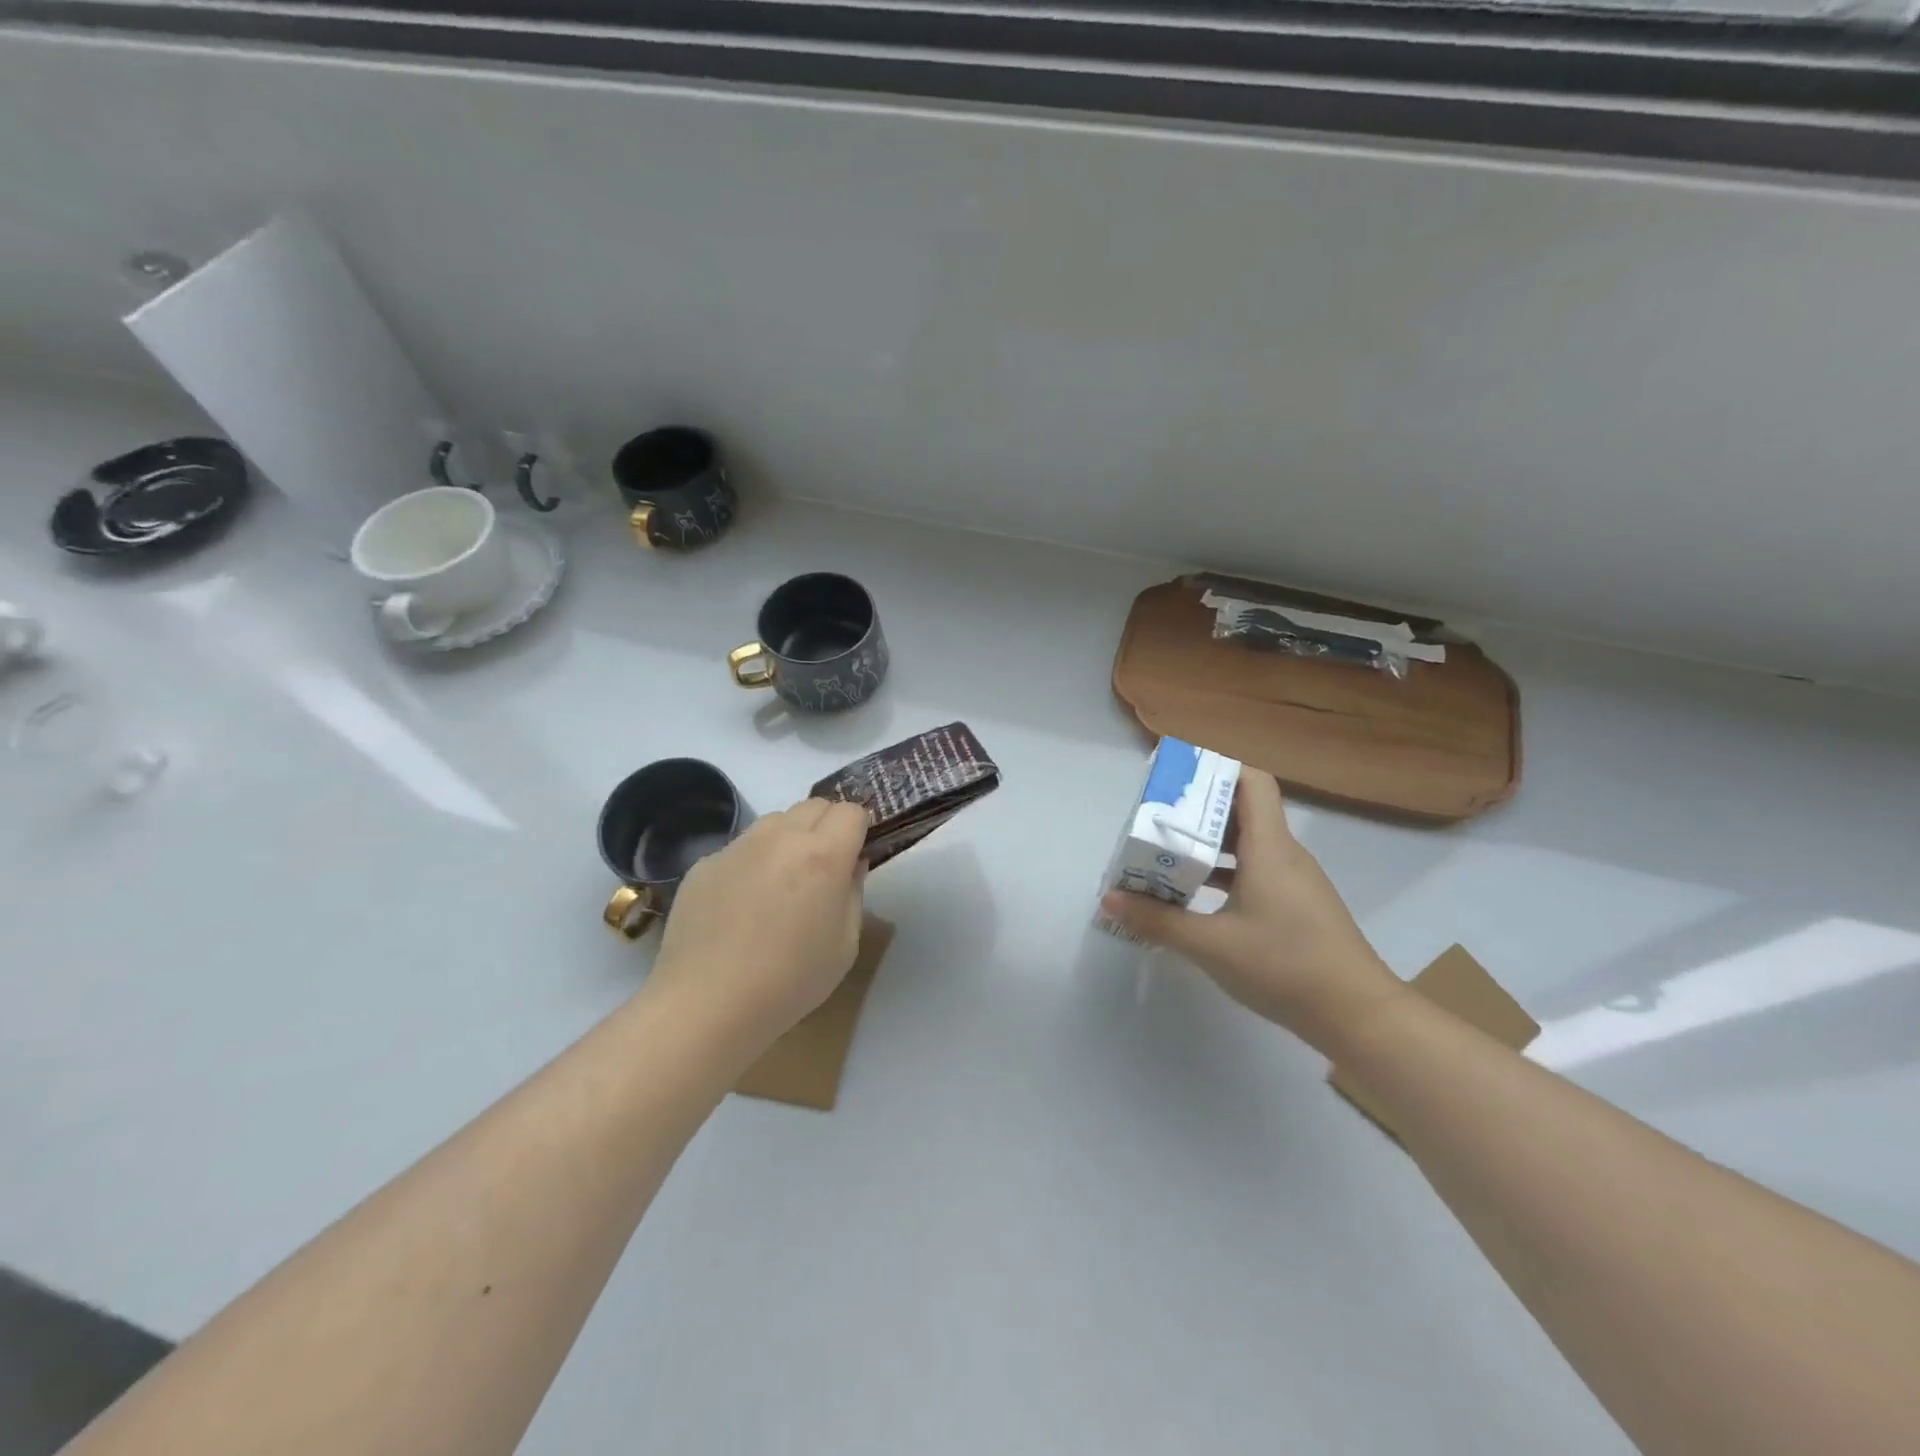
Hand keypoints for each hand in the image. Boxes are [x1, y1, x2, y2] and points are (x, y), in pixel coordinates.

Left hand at [648, 798, 869, 1056]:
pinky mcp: (704, 863)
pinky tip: (740, 905)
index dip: (858, 829)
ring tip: (779, 884)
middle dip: (826, 826)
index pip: (851, 811)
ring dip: (788, 838)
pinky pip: (739, 848)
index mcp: (823, 854)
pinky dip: (751, 862)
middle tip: (822, 868)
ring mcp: (738, 846)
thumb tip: (850, 864)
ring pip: (774, 821)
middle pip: (814, 805)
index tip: (854, 855)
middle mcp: (781, 837)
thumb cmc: (790, 980)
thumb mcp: (845, 945)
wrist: (707, 1003)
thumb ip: (853, 893)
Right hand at [1100, 769, 1404, 1049]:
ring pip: (1247, 845)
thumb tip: (1109, 899)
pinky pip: (1256, 872)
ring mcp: (1294, 882)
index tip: (1177, 780)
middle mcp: (1285, 854)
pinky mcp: (1297, 907)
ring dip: (1208, 846)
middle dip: (1197, 812)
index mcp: (1269, 847)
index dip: (1217, 769)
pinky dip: (1224, 874)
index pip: (1252, 781)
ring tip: (1165, 857)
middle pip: (1243, 811)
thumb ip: (1158, 920)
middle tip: (1155, 820)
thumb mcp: (1211, 945)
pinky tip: (1196, 898)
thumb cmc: (1284, 965)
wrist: (1358, 1015)